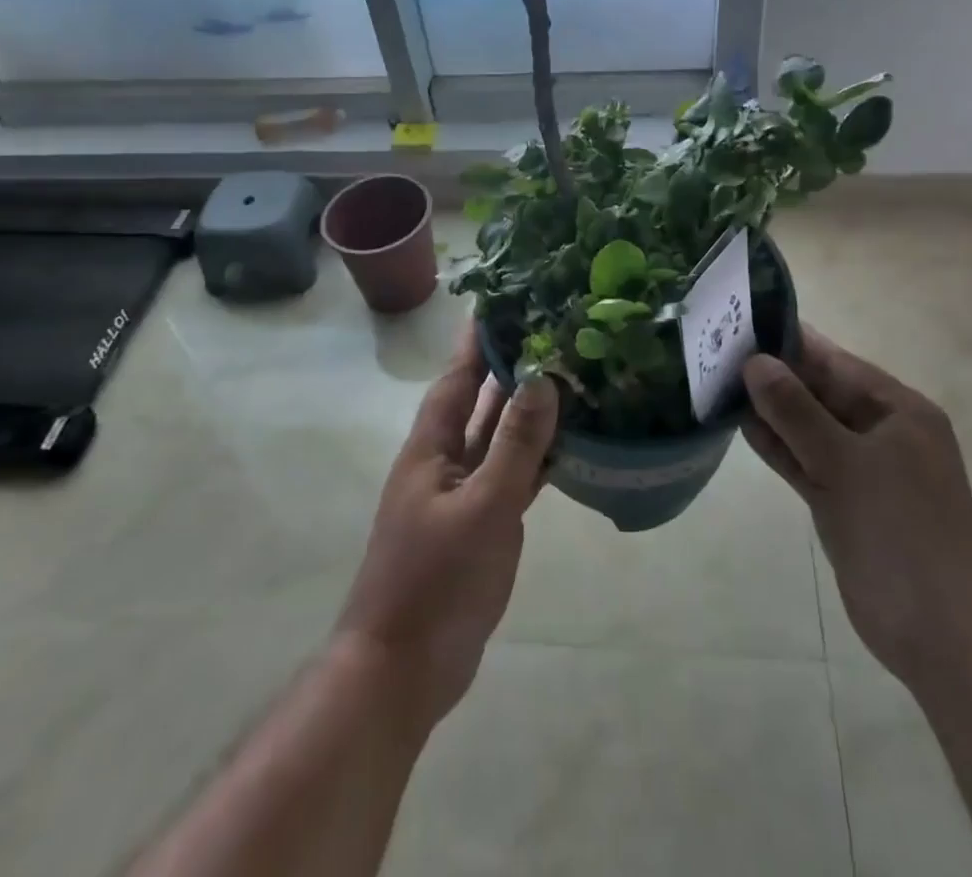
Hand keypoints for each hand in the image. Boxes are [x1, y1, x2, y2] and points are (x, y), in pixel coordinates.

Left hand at [330, 335, 557, 733]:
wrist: (401, 670)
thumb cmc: (435, 581)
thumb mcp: (482, 507)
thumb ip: (515, 444)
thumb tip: (542, 378)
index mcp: (432, 446)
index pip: (458, 376)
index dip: (478, 339)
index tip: (505, 300)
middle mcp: (445, 461)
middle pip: (480, 401)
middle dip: (510, 366)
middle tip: (552, 330)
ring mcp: (463, 494)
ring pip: (499, 437)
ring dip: (528, 409)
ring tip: (569, 374)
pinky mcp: (480, 524)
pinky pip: (512, 474)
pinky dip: (536, 456)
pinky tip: (568, 444)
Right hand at [742, 328, 971, 690]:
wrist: (944, 636)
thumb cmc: (902, 534)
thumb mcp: (845, 463)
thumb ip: (796, 411)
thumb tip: (755, 362)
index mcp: (898, 410)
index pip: (836, 362)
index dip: (791, 342)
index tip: (742, 321)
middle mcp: (881, 432)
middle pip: (820, 392)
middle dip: (774, 376)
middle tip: (717, 351)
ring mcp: (862, 469)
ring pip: (809, 428)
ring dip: (771, 411)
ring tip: (718, 382)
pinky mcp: (844, 502)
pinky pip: (806, 461)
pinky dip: (778, 446)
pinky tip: (740, 426)